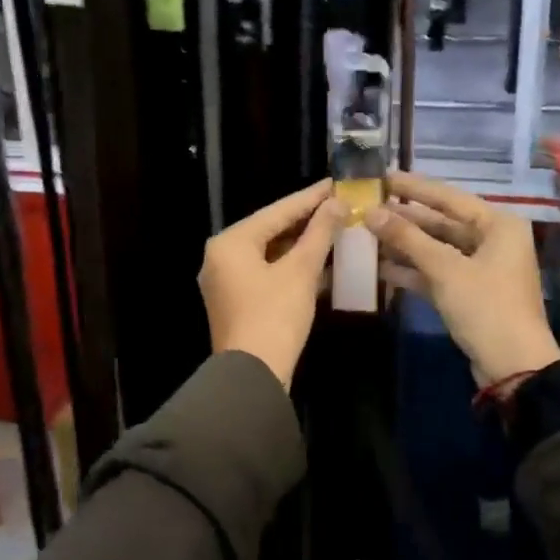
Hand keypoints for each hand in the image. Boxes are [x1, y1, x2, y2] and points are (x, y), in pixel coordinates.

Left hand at [200, 179, 339, 389]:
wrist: (253, 376)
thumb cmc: (275, 316)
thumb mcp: (301, 271)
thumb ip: (319, 233)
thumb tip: (337, 203)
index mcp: (230, 242)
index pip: (277, 211)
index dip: (310, 198)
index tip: (335, 183)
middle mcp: (221, 256)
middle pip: (271, 230)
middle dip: (306, 220)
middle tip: (338, 205)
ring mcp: (226, 281)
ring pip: (270, 252)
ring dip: (302, 244)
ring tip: (335, 228)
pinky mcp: (237, 302)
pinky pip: (267, 272)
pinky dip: (291, 266)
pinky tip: (320, 262)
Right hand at [365, 172, 559, 386]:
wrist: (513, 367)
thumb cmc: (486, 307)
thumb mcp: (445, 269)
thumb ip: (407, 238)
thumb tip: (371, 212)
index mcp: (498, 225)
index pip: (449, 197)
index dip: (414, 188)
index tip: (382, 177)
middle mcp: (492, 240)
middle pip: (442, 222)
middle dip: (405, 218)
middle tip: (368, 207)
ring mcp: (481, 268)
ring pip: (436, 248)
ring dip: (405, 245)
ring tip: (367, 234)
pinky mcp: (469, 293)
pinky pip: (437, 272)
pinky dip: (413, 270)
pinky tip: (381, 268)